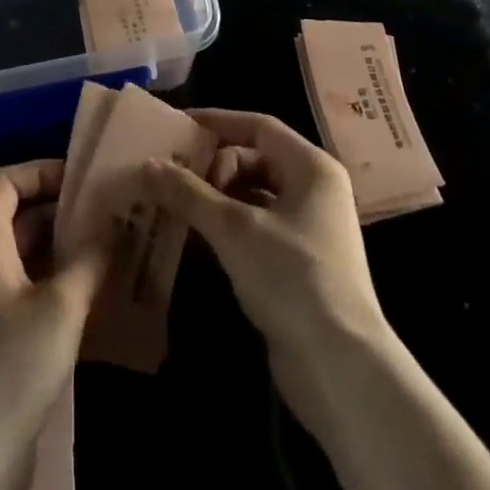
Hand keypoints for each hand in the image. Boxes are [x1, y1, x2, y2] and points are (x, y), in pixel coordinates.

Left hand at [0, 161, 108, 482]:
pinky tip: (94, 296)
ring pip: (26, 254)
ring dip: (64, 248)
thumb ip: (90, 259)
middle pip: (17, 215)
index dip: (40, 171)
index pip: (4, 181)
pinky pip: (28, 289)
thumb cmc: (9, 369)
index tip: (82, 181)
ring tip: (110, 249)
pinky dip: (57, 282)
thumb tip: (114, 223)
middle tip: (109, 213)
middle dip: (61, 210)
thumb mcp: (61, 308)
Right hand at [142, 110, 387, 415]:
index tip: (178, 125)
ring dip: (216, 199)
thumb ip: (190, 193)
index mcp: (311, 167)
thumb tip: (148, 164)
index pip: (258, 127)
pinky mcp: (299, 264)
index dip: (217, 122)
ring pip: (253, 196)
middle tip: (171, 176)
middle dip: (212, 167)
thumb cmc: (292, 277)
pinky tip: (196, 239)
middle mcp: (314, 190)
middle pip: (255, 159)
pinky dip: (227, 228)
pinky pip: (256, 228)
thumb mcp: (234, 229)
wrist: (341, 367)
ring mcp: (308, 228)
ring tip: (174, 205)